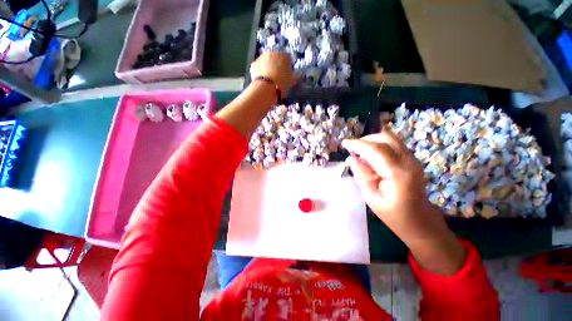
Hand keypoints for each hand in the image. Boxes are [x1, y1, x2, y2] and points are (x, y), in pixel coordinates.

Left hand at [250, 52, 299, 94]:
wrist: (266, 88)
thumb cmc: (282, 83)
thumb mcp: (292, 81)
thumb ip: (297, 76)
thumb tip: (300, 73)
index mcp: (284, 55)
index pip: (288, 58)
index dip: (288, 66)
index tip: (287, 75)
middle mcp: (272, 53)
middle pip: (276, 58)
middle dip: (277, 65)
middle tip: (277, 77)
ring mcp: (261, 57)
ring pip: (266, 62)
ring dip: (268, 67)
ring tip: (269, 80)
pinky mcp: (254, 64)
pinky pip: (258, 67)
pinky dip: (260, 72)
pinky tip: (262, 80)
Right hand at [342, 129, 465, 274]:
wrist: (420, 221)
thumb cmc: (393, 214)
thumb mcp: (370, 197)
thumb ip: (361, 175)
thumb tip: (351, 158)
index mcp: (398, 174)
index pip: (376, 150)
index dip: (358, 144)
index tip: (344, 143)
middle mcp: (409, 161)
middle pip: (386, 137)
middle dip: (366, 139)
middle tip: (352, 148)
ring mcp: (413, 159)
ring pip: (390, 138)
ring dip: (372, 141)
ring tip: (360, 152)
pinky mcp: (412, 159)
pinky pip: (393, 144)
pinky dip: (379, 145)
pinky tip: (370, 156)